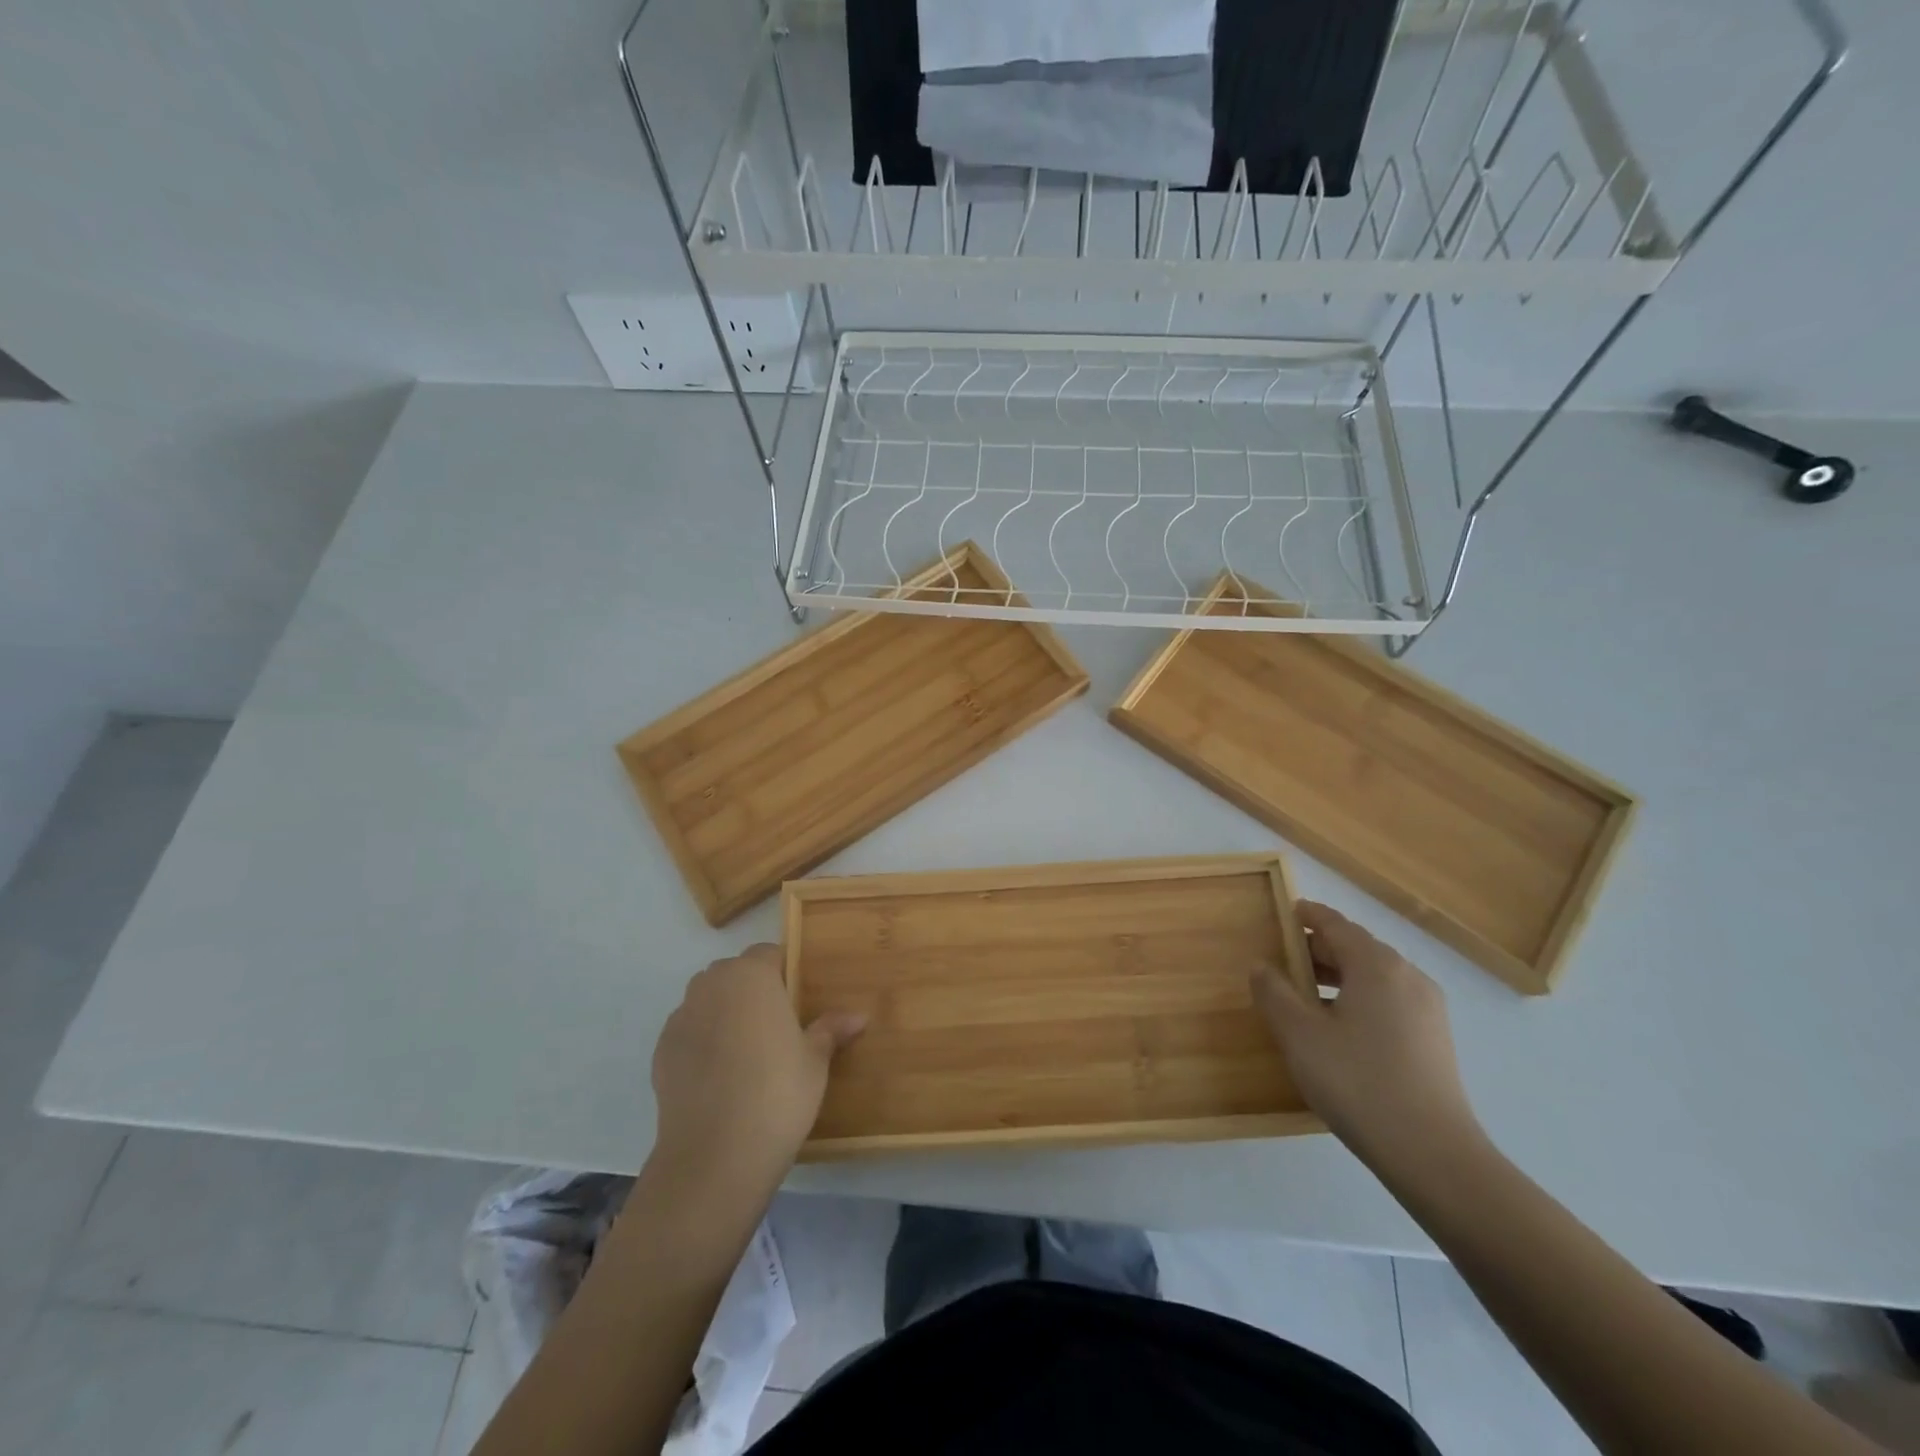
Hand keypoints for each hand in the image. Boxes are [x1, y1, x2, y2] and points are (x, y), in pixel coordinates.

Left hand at [649, 944, 864, 1195]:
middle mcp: (712, 985)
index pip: (768, 954)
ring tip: (747, 1053)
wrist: (715, 1155)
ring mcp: (681, 1017)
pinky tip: (720, 1077)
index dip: (784, 973)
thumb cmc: (778, 1092)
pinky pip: (689, 1032)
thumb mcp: (815, 1060)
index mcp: (751, 975)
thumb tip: (858, 1016)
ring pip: (708, 1001)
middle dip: (752, 991)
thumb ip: (831, 1029)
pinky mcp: (660, 1050)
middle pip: (734, 974)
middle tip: (777, 1027)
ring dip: (725, 1014)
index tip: (798, 1001)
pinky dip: (703, 1043)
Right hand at [1252, 903, 1482, 1176]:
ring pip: (1375, 977)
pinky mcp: (1435, 1039)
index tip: (1288, 912)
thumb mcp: (1299, 1035)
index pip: (1336, 925)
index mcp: (1376, 965)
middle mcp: (1408, 976)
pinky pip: (1390, 1001)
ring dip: (1339, 977)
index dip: (1309, 916)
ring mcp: (1428, 1009)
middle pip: (1357, 948)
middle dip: (1320, 950)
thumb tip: (1261, 966)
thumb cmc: (1357, 1082)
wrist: (1433, 1154)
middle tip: (1285, 962)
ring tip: (1306, 998)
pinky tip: (1340, 1029)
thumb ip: (1274, 993)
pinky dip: (1360, 999)